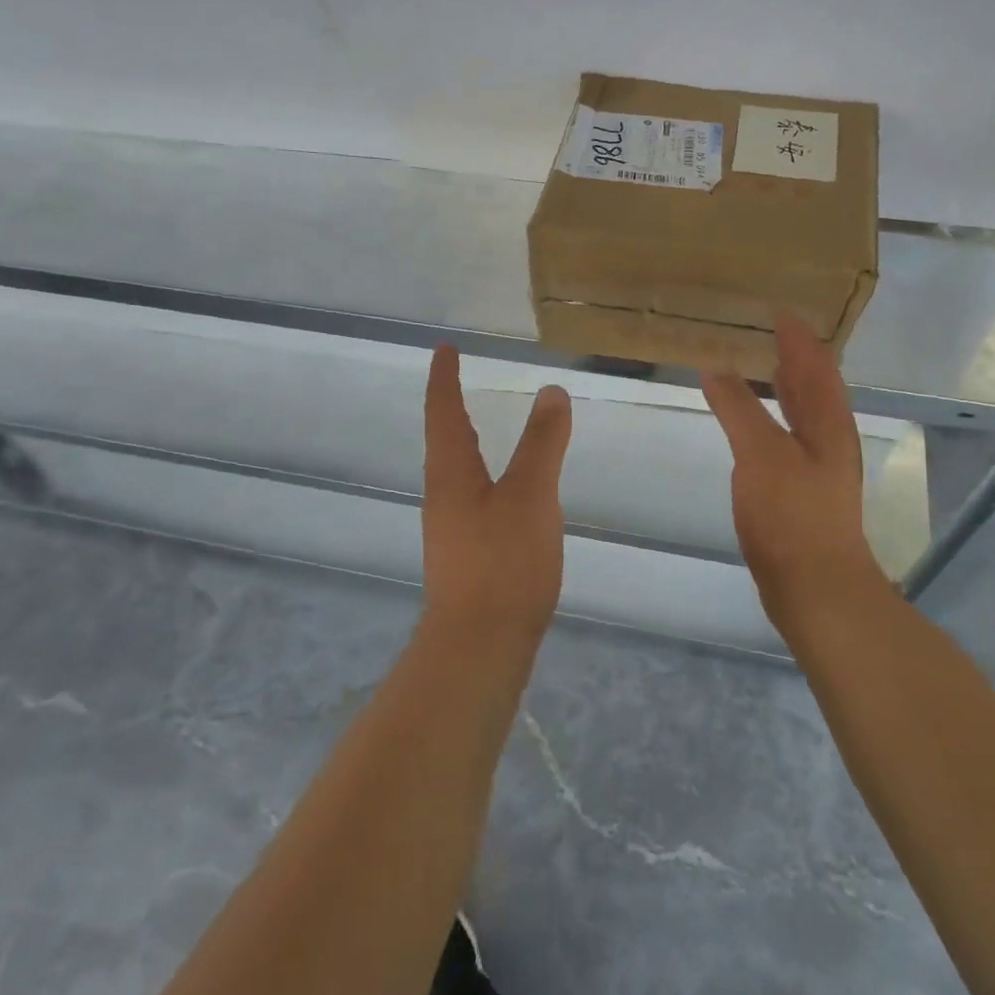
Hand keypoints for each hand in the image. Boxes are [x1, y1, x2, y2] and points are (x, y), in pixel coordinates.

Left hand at [421, 346, 573, 643]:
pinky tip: (503, 490)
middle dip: (450, 407)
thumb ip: (542, 443)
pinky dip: (483, 473)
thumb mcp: (532, 495)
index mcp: (451, 472)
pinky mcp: (466, 554)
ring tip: (480, 426)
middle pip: (443, 439)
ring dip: (464, 440)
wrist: (479, 645)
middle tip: (459, 381)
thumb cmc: (503, 562)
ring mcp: (451, 527)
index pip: (443, 412)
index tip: (444, 350)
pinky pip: (471, 496)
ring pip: (455, 470)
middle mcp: (443, 495)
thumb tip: (551, 390)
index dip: (444, 379)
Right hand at [701, 315, 886, 631]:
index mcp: (828, 421)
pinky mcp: (803, 488)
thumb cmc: (792, 514)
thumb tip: (716, 367)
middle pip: (816, 384)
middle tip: (770, 329)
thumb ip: (739, 408)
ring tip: (764, 363)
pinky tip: (755, 421)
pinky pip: (789, 434)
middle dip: (796, 355)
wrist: (815, 586)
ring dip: (787, 384)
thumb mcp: (761, 453)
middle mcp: (830, 437)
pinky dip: (774, 415)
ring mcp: (819, 464)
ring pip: (804, 411)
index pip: (815, 364)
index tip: (778, 308)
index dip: (798, 335)